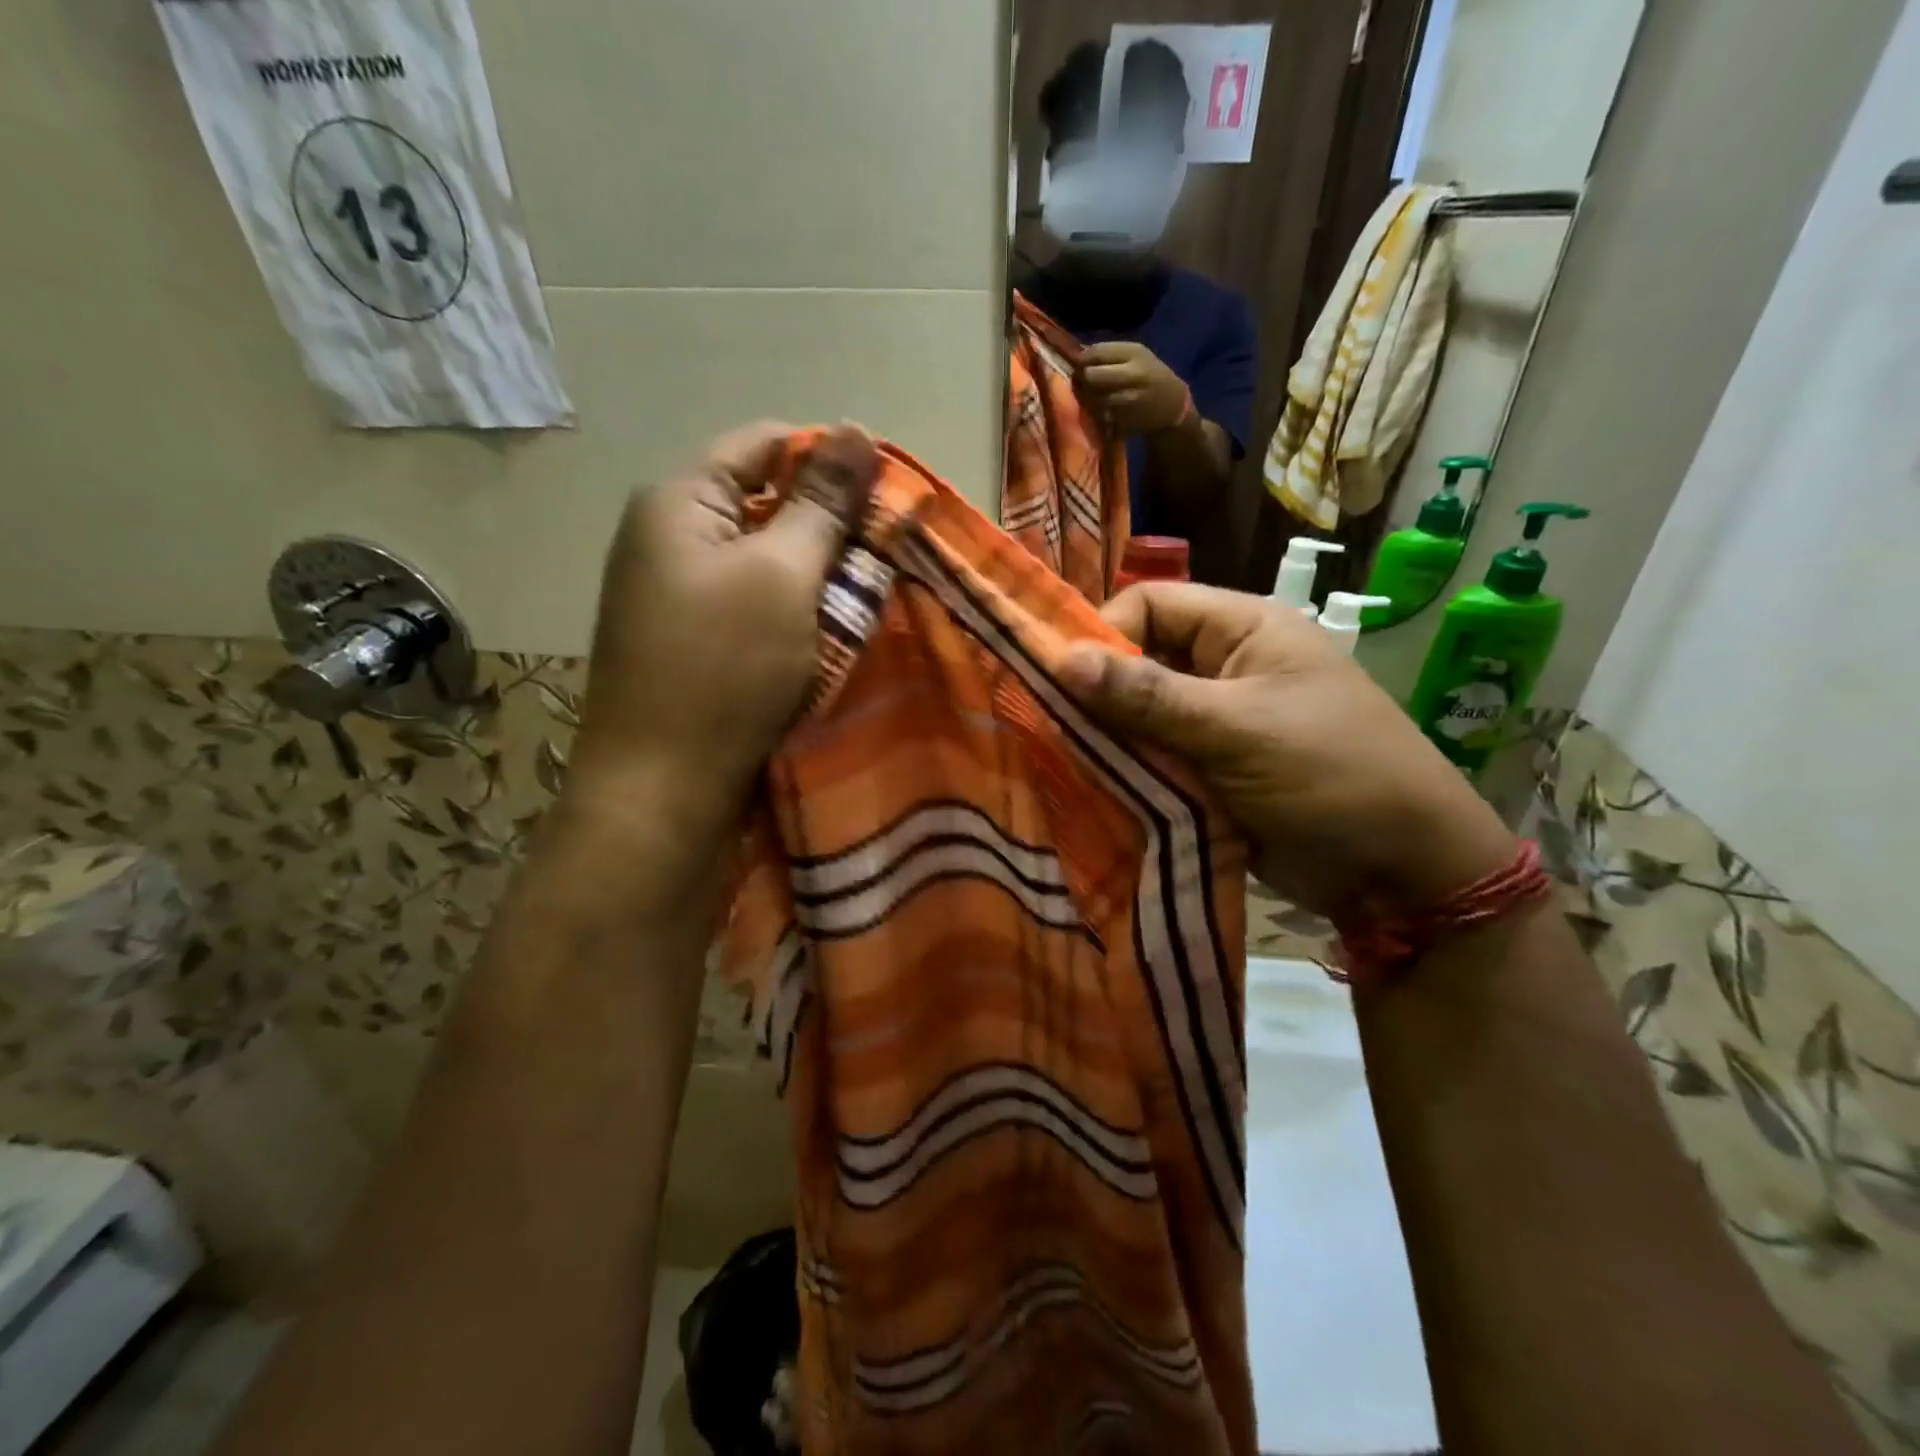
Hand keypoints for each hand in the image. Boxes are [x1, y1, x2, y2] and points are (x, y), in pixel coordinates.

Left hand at [566, 422, 877, 840]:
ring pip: (765, 561)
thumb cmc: (724, 669)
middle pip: (765, 504)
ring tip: (865, 598)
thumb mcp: (783, 575)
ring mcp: (675, 594)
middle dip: (829, 527)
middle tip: (884, 557)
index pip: (765, 444)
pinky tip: (827, 634)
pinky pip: (753, 605)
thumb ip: (822, 504)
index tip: (888, 496)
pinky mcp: (690, 642)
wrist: (661, 788)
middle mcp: (669, 538)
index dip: (829, 460)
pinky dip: (794, 612)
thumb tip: (855, 428)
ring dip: (817, 575)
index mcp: (679, 502)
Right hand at [1057, 583, 1516, 921]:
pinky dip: (1127, 771)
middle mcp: (1225, 666)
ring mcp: (1216, 722)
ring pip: (1140, 714)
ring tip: (1067, 761)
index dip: (1105, 631)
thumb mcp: (1236, 729)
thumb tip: (1061, 659)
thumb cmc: (1329, 774)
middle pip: (1140, 659)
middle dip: (1099, 691)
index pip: (1152, 604)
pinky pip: (1153, 758)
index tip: (1065, 680)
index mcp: (1243, 629)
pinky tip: (1094, 788)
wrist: (1400, 871)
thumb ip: (1148, 696)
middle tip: (1053, 726)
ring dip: (1109, 737)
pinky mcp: (1208, 770)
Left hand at [1076, 341, 1192, 434]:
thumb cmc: (1149, 375)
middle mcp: (1132, 374)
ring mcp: (1128, 399)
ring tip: (1092, 395)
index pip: (1096, 352)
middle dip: (1082, 379)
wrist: (1171, 405)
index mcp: (1134, 353)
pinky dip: (1095, 411)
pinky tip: (1102, 408)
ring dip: (1087, 397)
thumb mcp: (1136, 355)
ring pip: (1092, 397)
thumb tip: (1078, 355)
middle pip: (1090, 375)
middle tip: (1082, 382)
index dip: (1082, 359)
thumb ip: (1109, 353)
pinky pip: (1098, 413)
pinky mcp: (1124, 419)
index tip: (1080, 364)